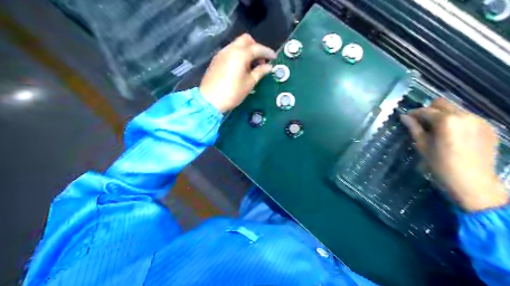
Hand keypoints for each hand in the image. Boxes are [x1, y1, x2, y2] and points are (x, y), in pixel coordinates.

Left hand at [201, 33, 276, 112]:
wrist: (209, 100)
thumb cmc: (232, 93)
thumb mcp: (249, 83)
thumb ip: (260, 72)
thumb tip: (269, 67)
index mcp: (240, 54)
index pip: (257, 48)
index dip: (267, 52)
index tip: (274, 58)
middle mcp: (230, 49)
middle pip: (246, 39)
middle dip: (256, 47)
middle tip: (261, 60)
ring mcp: (222, 53)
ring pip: (237, 44)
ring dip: (247, 50)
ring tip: (252, 65)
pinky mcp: (216, 59)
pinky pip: (230, 50)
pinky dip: (238, 54)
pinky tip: (241, 67)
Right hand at [400, 98, 507, 210]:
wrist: (473, 184)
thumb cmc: (442, 167)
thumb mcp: (423, 147)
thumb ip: (414, 129)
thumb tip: (404, 117)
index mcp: (446, 120)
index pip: (425, 110)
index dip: (414, 113)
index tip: (407, 118)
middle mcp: (464, 115)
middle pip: (442, 103)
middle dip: (430, 110)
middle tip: (423, 123)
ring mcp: (479, 120)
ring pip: (456, 110)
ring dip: (444, 116)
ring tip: (439, 131)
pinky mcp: (488, 128)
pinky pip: (468, 118)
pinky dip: (458, 123)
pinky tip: (454, 136)